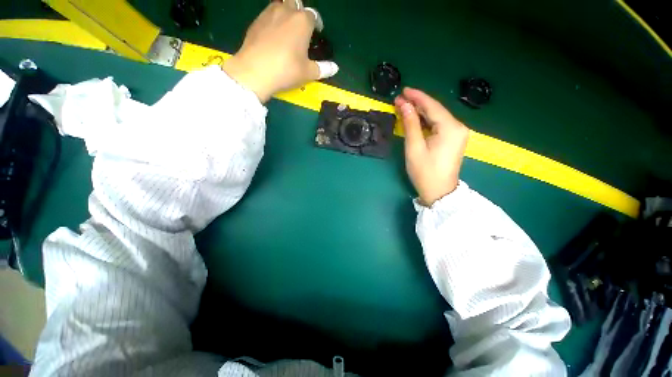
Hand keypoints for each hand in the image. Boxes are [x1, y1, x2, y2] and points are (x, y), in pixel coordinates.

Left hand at [222, 1, 337, 102]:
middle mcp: (286, 11)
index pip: (313, 16)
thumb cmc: (286, 70)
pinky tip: (273, 36)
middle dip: (300, 12)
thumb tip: (335, 68)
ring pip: (280, 5)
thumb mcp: (308, 72)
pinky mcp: (255, 22)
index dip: (317, 23)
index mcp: (302, 22)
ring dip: (285, 13)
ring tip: (287, 30)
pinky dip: (273, 21)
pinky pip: (267, 15)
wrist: (255, 72)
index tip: (317, 32)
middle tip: (301, 28)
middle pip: (296, 3)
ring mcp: (268, 14)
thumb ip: (323, 68)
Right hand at [395, 88, 468, 206]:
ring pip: (436, 117)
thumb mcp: (414, 147)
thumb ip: (411, 124)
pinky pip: (438, 124)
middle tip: (400, 99)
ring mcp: (457, 133)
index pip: (432, 106)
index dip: (417, 96)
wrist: (439, 191)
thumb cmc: (425, 171)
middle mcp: (458, 126)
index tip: (403, 90)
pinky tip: (415, 118)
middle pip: (435, 110)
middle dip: (417, 103)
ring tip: (404, 106)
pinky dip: (426, 121)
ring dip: (421, 112)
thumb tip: (404, 105)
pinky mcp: (453, 139)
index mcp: (450, 127)